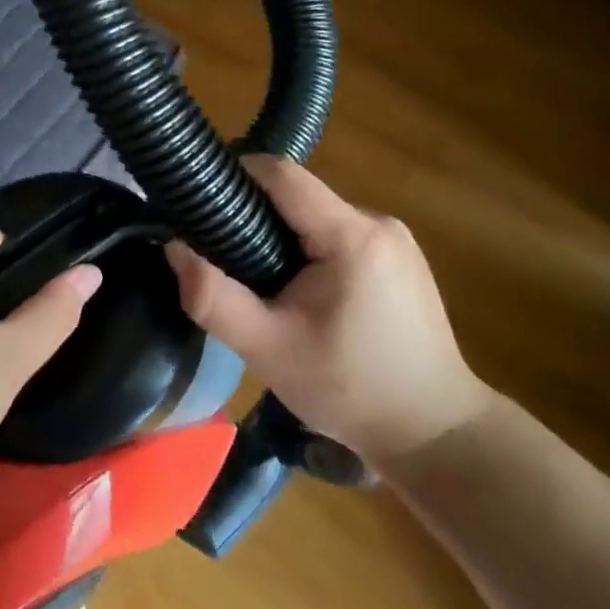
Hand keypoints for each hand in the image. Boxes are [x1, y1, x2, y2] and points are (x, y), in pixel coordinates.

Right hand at [165, 156, 489, 468]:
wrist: (435, 434)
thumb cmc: (349, 390)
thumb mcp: (267, 350)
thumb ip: (213, 298)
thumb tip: (173, 247)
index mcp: (352, 236)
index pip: (282, 174)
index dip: (237, 175)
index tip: (201, 199)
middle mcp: (379, 223)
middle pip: (298, 196)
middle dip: (256, 215)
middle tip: (222, 255)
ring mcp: (396, 240)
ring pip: (317, 216)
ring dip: (283, 236)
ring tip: (258, 280)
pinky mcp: (401, 259)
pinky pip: (340, 235)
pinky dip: (311, 250)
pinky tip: (302, 294)